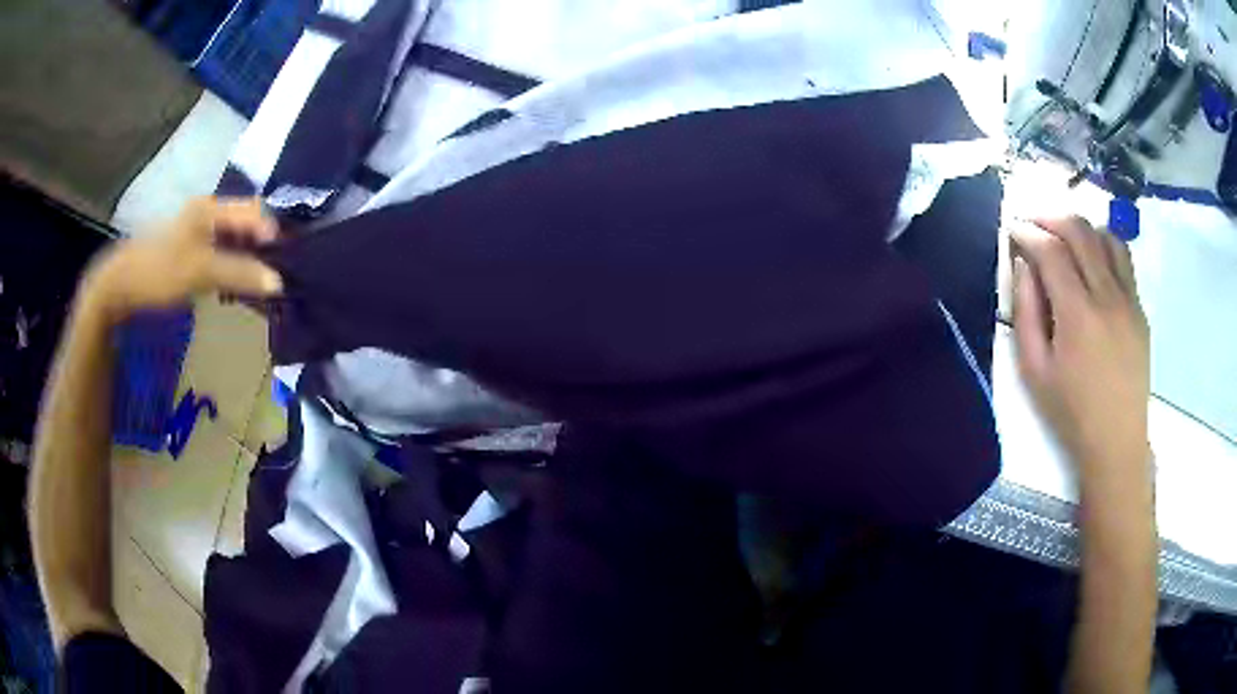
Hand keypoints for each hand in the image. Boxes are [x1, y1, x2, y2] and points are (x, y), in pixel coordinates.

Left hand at [80, 197, 282, 321]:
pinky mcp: (192, 251)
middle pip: (248, 224)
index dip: (274, 234)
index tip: (287, 264)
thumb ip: (239, 273)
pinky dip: (234, 270)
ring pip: (236, 242)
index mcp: (212, 208)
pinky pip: (223, 255)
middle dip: (264, 249)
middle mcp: (209, 213)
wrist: (121, 286)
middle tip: (275, 278)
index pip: (256, 212)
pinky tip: (236, 289)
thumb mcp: (200, 272)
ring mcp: (199, 232)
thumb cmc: (159, 270)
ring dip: (250, 262)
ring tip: (259, 287)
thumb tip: (279, 283)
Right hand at [1010, 216, 1150, 478]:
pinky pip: (1124, 259)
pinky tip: (1092, 260)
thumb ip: (1025, 313)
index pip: (1050, 250)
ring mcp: (1129, 300)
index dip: (1027, 233)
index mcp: (1077, 316)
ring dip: (1081, 228)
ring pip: (1106, 236)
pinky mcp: (1140, 308)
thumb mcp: (1034, 372)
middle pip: (1079, 230)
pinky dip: (1104, 246)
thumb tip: (1022, 266)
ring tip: (1065, 238)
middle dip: (1050, 218)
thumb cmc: (1071, 413)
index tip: (1013, 230)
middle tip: (1033, 224)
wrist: (1117, 442)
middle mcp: (1107, 296)